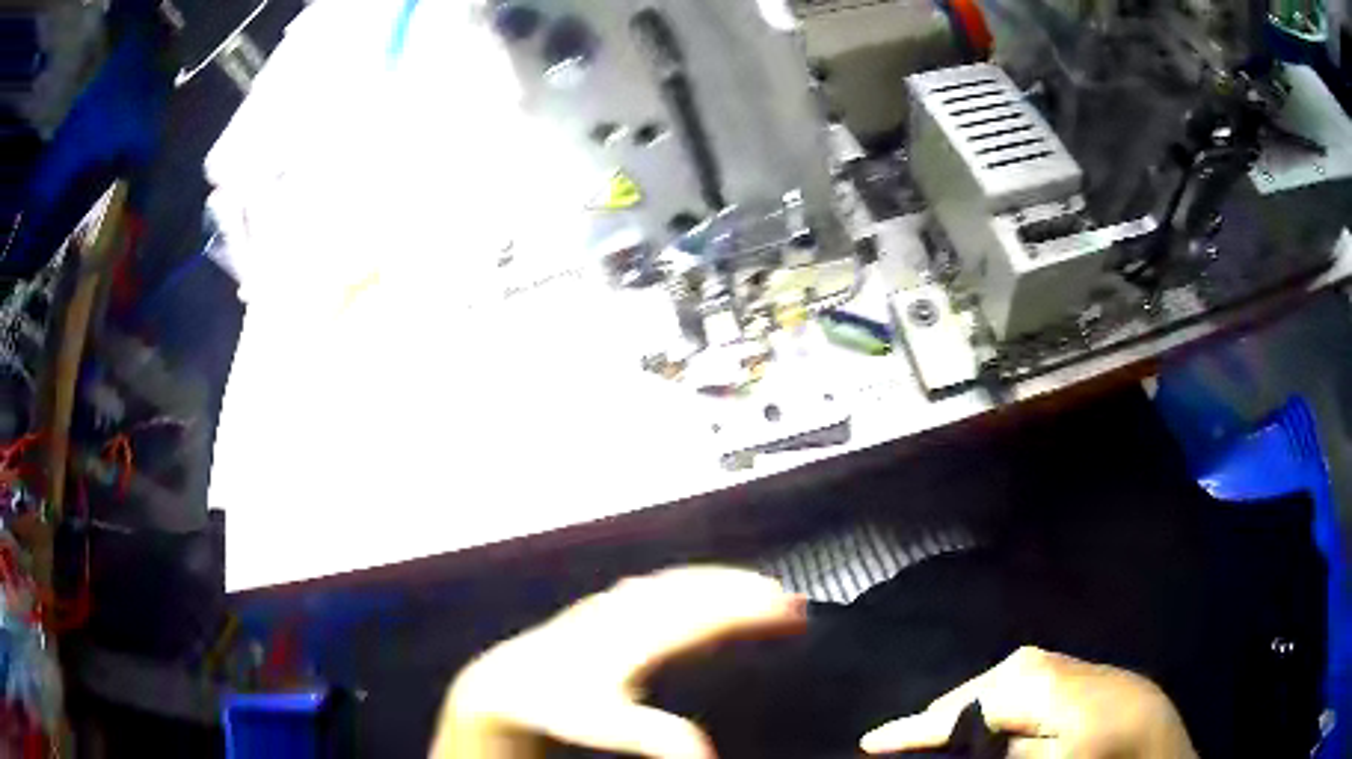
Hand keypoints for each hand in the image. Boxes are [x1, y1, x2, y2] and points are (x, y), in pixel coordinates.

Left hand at [432, 567, 805, 758]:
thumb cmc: (556, 707)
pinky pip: (655, 586)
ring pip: (678, 582)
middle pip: (698, 590)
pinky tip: (692, 591)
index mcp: (637, 637)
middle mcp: (629, 612)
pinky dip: (688, 584)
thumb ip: (659, 738)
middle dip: (746, 590)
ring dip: (720, 581)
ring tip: (754, 588)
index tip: (793, 611)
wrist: (505, 683)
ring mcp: (614, 606)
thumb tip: (708, 755)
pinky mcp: (602, 609)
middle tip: (787, 599)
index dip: (754, 610)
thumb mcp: (606, 727)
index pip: (709, 615)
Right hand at [860, 647, 1196, 757]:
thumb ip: (1001, 751)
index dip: (910, 730)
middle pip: (971, 692)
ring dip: (964, 711)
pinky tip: (989, 720)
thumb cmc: (1105, 751)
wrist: (1157, 732)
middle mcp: (1038, 662)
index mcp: (1032, 683)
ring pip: (992, 686)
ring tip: (941, 735)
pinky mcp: (1069, 671)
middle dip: (938, 718)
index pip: (957, 710)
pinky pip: (1014, 684)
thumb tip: (961, 740)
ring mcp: (1056, 663)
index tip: (868, 743)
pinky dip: (991, 704)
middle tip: (906, 743)